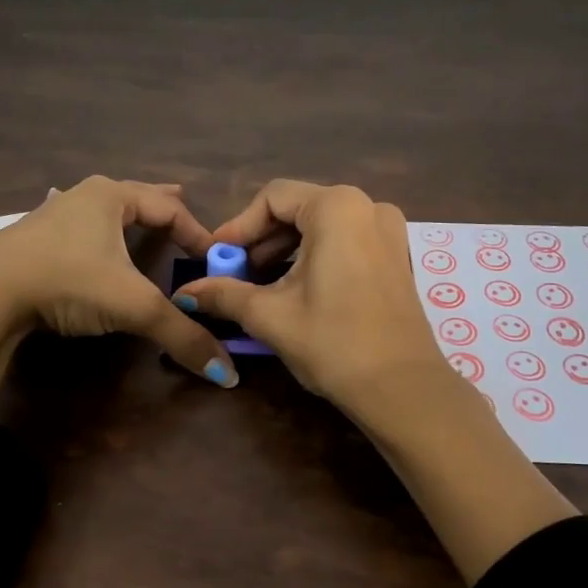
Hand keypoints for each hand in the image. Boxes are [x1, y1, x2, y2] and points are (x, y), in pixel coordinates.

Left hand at [0, 177, 237, 406]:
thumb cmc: (68, 281)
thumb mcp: (133, 307)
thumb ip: (182, 336)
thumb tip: (228, 375)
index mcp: (111, 196)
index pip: (169, 209)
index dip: (197, 232)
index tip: (215, 257)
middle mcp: (82, 197)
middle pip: (134, 196)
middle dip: (161, 204)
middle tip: (184, 202)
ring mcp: (51, 216)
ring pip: (102, 211)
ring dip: (126, 216)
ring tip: (141, 221)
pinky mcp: (30, 241)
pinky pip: (78, 230)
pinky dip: (97, 234)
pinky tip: (90, 242)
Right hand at [173, 181, 440, 415]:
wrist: (402, 389)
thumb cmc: (332, 342)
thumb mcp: (270, 315)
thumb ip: (224, 293)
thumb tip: (185, 292)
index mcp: (336, 207)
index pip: (272, 198)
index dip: (238, 227)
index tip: (215, 258)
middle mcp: (367, 207)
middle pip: (299, 208)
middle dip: (261, 240)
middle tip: (234, 273)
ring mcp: (389, 232)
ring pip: (323, 227)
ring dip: (286, 250)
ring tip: (260, 284)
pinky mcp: (397, 257)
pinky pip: (346, 242)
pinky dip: (316, 257)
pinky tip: (296, 290)